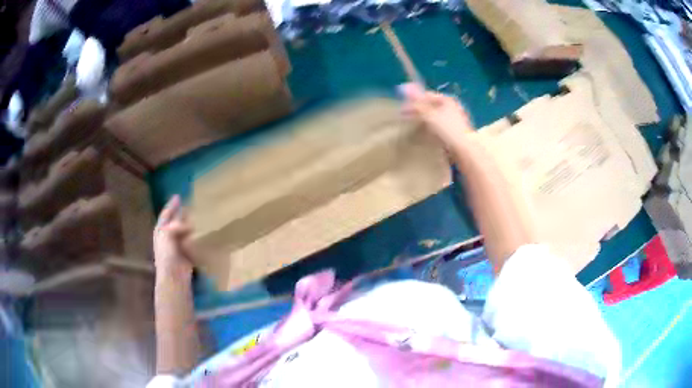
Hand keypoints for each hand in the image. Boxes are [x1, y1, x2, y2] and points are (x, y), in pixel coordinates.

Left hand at [154, 195, 193, 278]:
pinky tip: (203, 232)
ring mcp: (177, 246)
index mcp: (161, 231)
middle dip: (181, 214)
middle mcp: (168, 237)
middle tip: (191, 204)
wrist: (173, 277)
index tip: (178, 196)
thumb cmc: (167, 256)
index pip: (166, 214)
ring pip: (184, 231)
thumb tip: (189, 224)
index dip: (171, 205)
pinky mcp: (186, 254)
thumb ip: (176, 226)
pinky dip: (196, 236)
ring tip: (199, 216)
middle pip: (175, 222)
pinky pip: (192, 241)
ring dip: (190, 224)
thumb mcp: (167, 236)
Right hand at [400, 83, 473, 145]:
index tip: (402, 109)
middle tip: (404, 119)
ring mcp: (453, 121)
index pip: (426, 95)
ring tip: (412, 128)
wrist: (465, 151)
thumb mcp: (430, 114)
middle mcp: (451, 108)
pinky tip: (423, 136)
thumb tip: (404, 87)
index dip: (413, 100)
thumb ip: (417, 102)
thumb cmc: (448, 129)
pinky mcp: (453, 133)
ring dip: (422, 122)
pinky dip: (429, 130)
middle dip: (417, 111)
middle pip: (430, 106)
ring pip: (433, 118)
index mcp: (447, 100)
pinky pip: (438, 128)